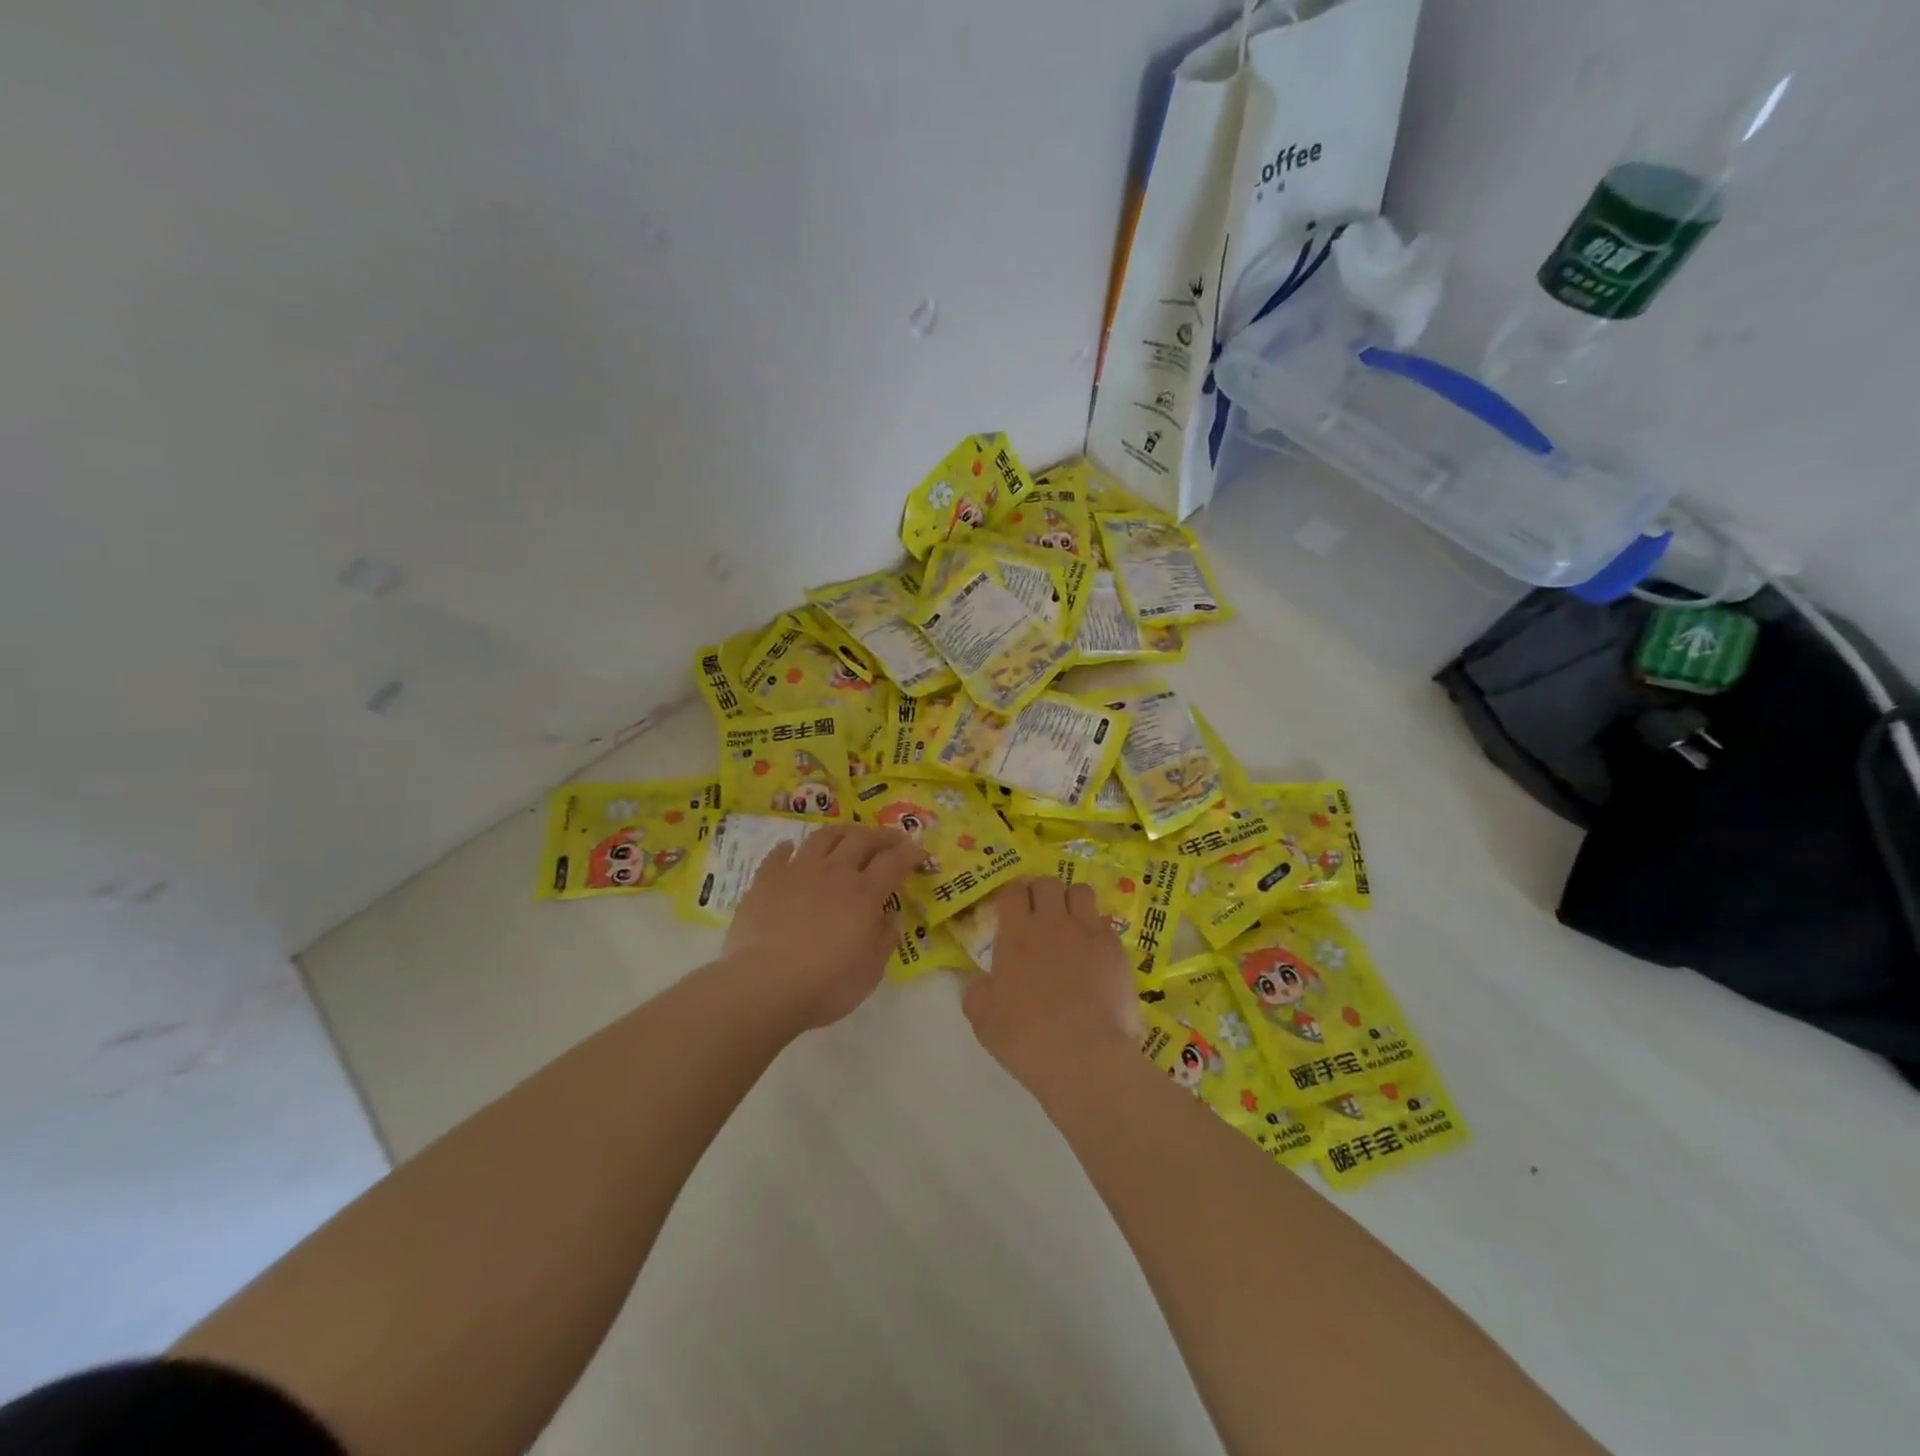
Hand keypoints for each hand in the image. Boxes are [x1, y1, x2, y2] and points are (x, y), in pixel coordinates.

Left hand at [724, 825, 924, 1029]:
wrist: (764, 985)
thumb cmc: (826, 983)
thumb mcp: (871, 970)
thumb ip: (884, 939)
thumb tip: (889, 917)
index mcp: (864, 893)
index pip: (894, 862)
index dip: (910, 853)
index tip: (920, 852)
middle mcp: (834, 873)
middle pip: (862, 839)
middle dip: (882, 835)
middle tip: (892, 838)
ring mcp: (798, 872)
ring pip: (823, 838)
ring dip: (841, 831)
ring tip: (849, 834)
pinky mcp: (766, 880)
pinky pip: (778, 855)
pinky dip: (788, 848)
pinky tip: (790, 847)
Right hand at [962, 876, 1140, 1098]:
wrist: (1085, 1056)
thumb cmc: (1027, 1039)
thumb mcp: (983, 1020)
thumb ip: (977, 991)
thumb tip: (983, 980)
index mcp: (1016, 933)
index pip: (1014, 891)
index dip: (1013, 896)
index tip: (1013, 910)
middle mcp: (1052, 922)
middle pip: (1048, 883)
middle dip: (1042, 893)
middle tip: (1040, 915)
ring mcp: (1088, 932)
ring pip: (1081, 892)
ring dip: (1072, 902)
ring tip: (1071, 924)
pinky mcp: (1116, 949)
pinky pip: (1105, 923)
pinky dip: (1097, 931)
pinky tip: (1095, 955)